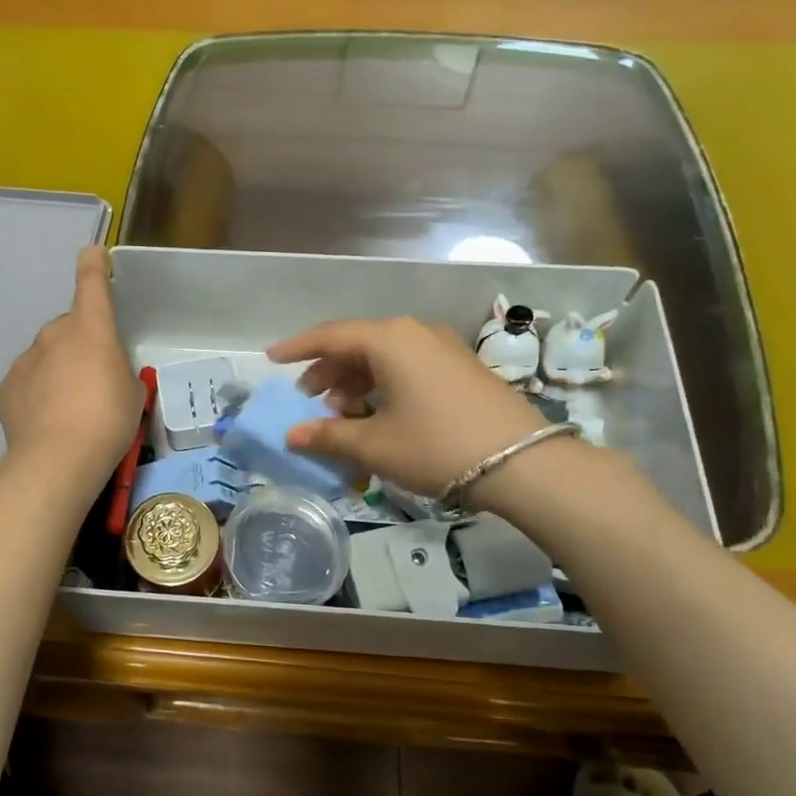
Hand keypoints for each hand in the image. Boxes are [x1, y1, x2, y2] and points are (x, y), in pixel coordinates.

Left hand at [0, 246, 143, 493]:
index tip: (93, 253)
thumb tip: (108, 376)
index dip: (94, 266)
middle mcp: (55, 335)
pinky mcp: (7, 387)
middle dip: (81, 345)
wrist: (58, 459)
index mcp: (91, 329)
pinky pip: (28, 381)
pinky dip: (38, 393)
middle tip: (95, 381)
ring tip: (70, 409)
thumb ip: (121, 374)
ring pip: (47, 356)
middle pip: (69, 328)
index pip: (92, 284)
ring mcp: (26, 360)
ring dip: (59, 371)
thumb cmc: (108, 420)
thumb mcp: (133, 395)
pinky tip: (48, 421)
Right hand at [266, 317, 547, 497]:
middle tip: (307, 398)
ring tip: (341, 414)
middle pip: (358, 344)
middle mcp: (415, 333)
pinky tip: (378, 414)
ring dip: (355, 382)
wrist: (523, 462)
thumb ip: (328, 436)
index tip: (272, 358)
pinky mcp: (460, 369)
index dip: (297, 348)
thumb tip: (292, 436)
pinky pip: (408, 367)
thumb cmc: (436, 446)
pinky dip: (383, 386)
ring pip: (384, 357)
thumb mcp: (375, 445)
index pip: (330, 336)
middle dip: (328, 371)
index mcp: (389, 340)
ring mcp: (443, 349)